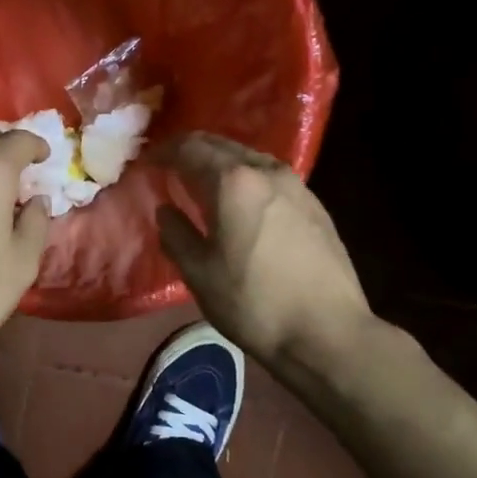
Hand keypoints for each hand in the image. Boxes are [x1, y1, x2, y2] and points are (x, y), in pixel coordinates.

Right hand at [154, 132, 371, 364]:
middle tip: (171, 165)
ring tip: (204, 182)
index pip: (190, 149)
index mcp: (233, 182)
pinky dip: (247, 178)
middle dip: (193, 150)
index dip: (165, 152)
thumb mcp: (199, 273)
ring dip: (222, 162)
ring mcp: (297, 186)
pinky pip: (270, 177)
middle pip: (223, 146)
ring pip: (250, 158)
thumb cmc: (253, 303)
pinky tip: (242, 202)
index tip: (148, 161)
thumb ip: (176, 234)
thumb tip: (166, 210)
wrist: (328, 331)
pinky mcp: (315, 205)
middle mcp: (267, 171)